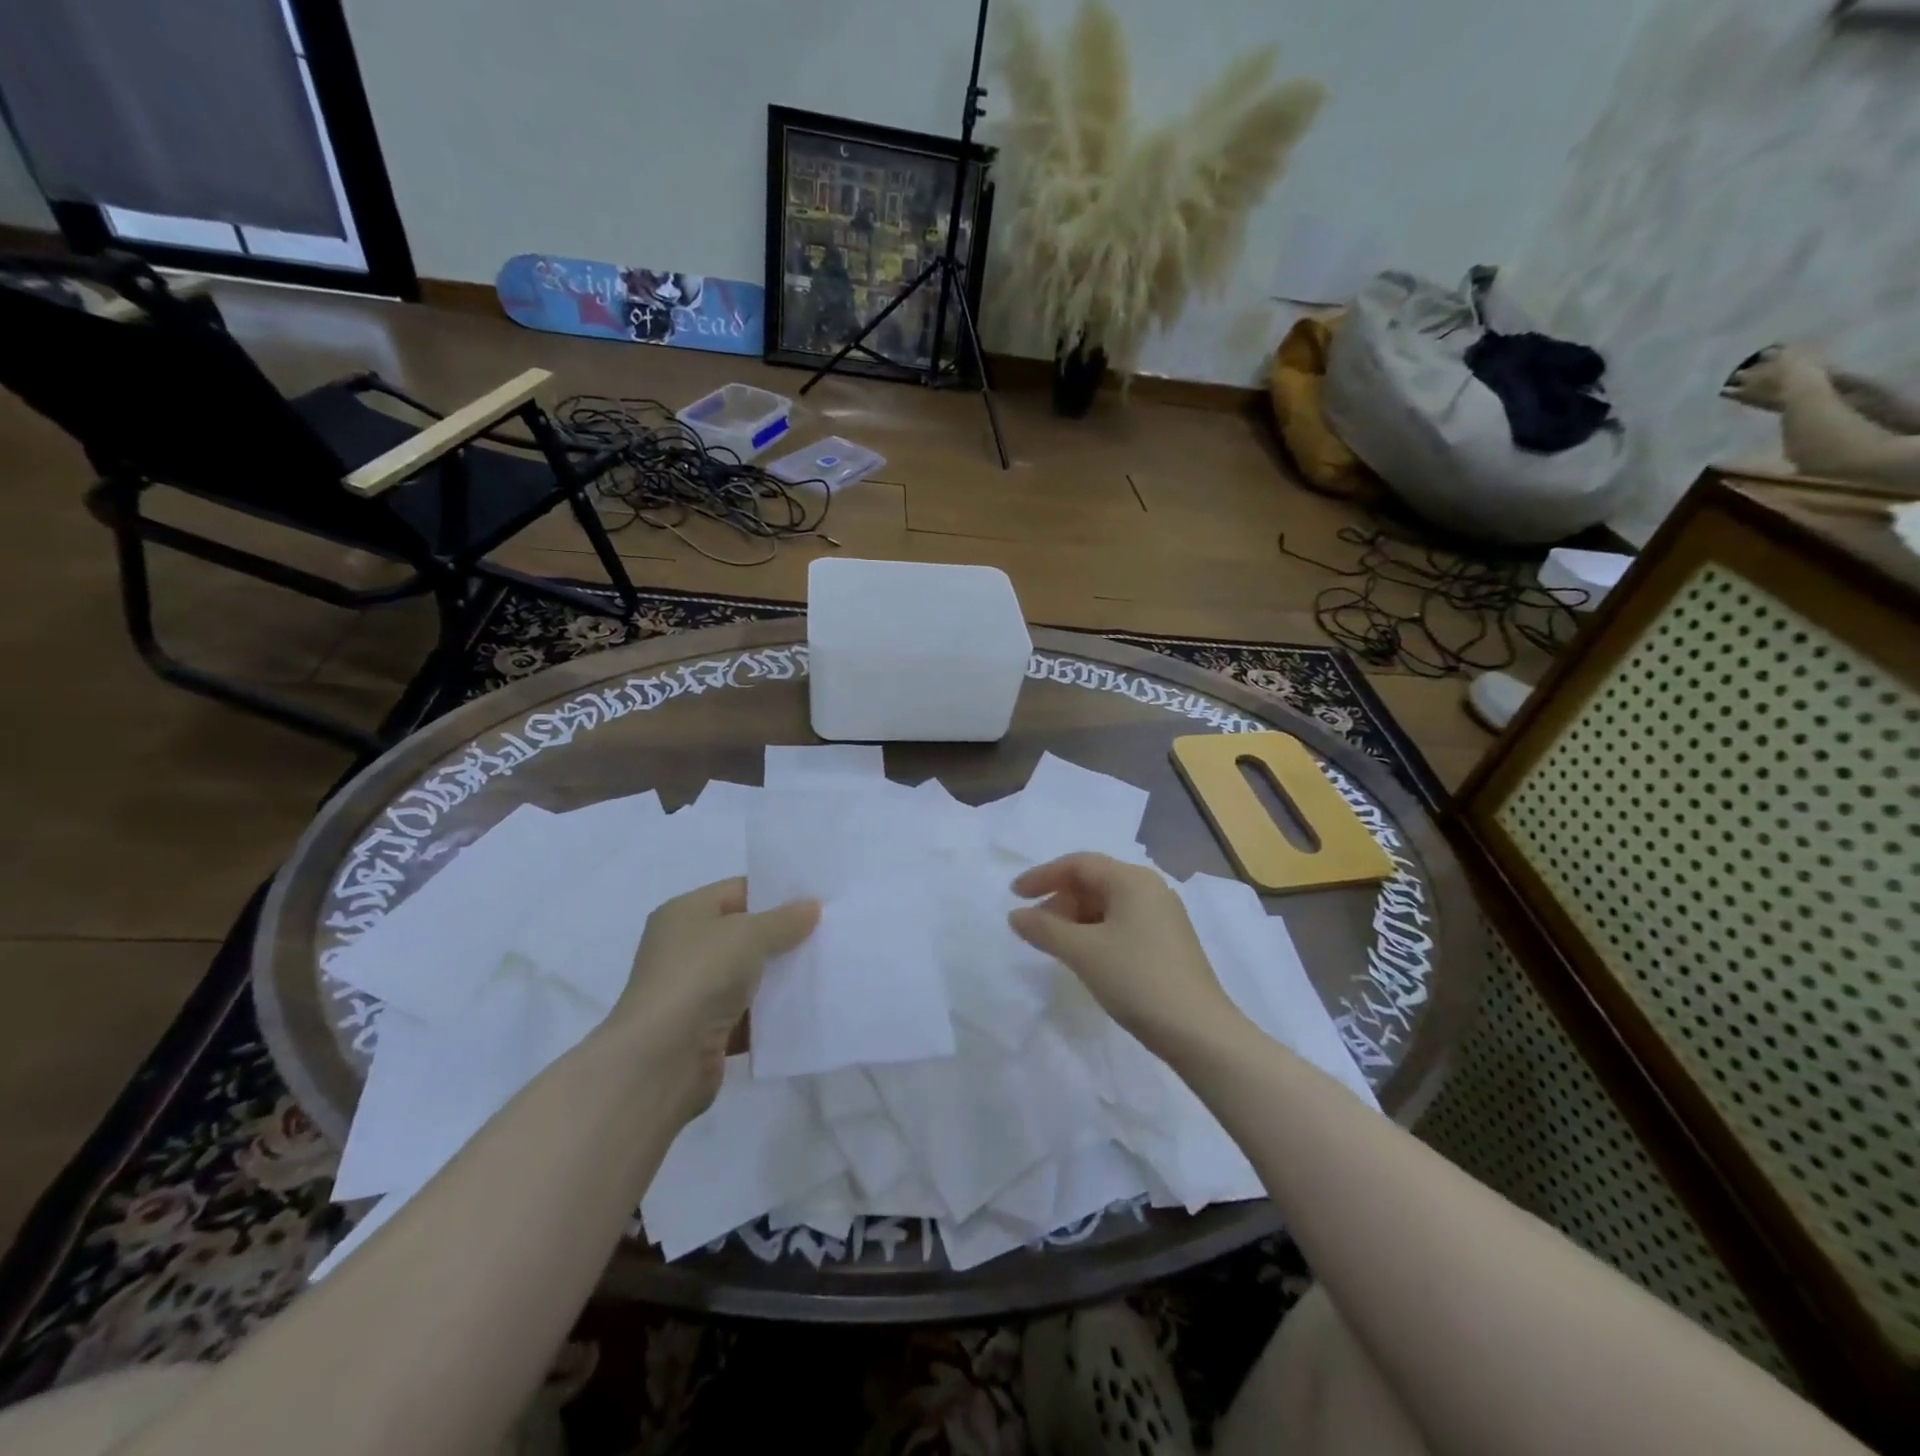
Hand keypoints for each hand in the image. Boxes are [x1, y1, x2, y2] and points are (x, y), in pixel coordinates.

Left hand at [618, 878, 817, 1119]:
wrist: (660, 1061)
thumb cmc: (699, 978)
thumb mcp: (748, 935)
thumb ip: (783, 920)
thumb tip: (811, 906)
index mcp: (685, 913)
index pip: (739, 891)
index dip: (777, 893)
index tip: (818, 899)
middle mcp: (685, 948)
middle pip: (746, 934)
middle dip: (785, 935)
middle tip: (830, 932)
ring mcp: (695, 992)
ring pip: (750, 976)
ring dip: (782, 976)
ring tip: (828, 968)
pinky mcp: (707, 1032)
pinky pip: (750, 1015)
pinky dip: (773, 1013)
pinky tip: (809, 1008)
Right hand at [1008, 853, 1241, 1053]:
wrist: (1198, 1032)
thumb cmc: (1137, 979)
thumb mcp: (1083, 952)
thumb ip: (1044, 929)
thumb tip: (1016, 915)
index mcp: (1132, 880)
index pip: (1078, 864)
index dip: (1042, 876)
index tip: (1014, 896)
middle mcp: (1150, 889)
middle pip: (1094, 881)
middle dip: (1059, 900)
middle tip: (1033, 927)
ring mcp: (1162, 916)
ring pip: (1107, 904)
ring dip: (1075, 918)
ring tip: (1054, 945)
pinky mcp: (1167, 942)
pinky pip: (1121, 923)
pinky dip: (1095, 932)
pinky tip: (1084, 956)